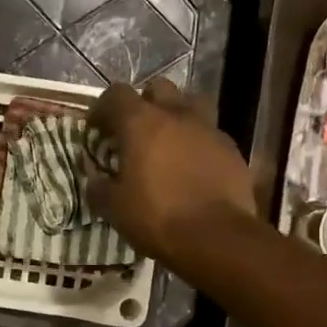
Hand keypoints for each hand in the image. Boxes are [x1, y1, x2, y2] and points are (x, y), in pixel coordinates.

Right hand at [86, 77, 255, 262]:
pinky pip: (208, 134)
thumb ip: (99, 188)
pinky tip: (191, 168)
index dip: (102, 108)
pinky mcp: (231, 149)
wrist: (217, 238)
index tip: (96, 129)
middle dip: (143, 104)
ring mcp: (208, 129)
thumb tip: (94, 179)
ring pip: (188, 106)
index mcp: (141, 123)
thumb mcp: (114, 209)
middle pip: (157, 88)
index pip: (116, 94)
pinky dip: (195, 143)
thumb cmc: (157, 217)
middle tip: (133, 132)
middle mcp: (176, 115)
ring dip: (173, 118)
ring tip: (165, 145)